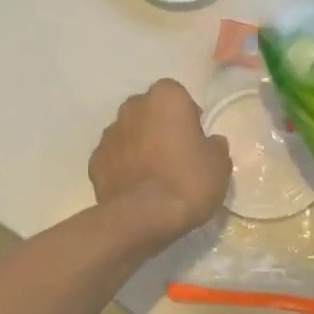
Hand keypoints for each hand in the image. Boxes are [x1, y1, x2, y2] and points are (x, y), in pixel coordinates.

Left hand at [90, 80, 231, 248]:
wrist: (141, 218)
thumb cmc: (187, 182)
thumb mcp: (219, 165)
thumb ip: (215, 147)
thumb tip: (210, 143)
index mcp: (165, 98)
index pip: (177, 95)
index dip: (187, 115)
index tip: (195, 138)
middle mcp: (132, 107)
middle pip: (149, 111)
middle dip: (160, 126)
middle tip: (176, 154)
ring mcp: (109, 134)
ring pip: (130, 133)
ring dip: (140, 145)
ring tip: (155, 175)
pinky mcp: (94, 161)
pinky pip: (115, 157)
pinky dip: (124, 166)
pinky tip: (136, 188)